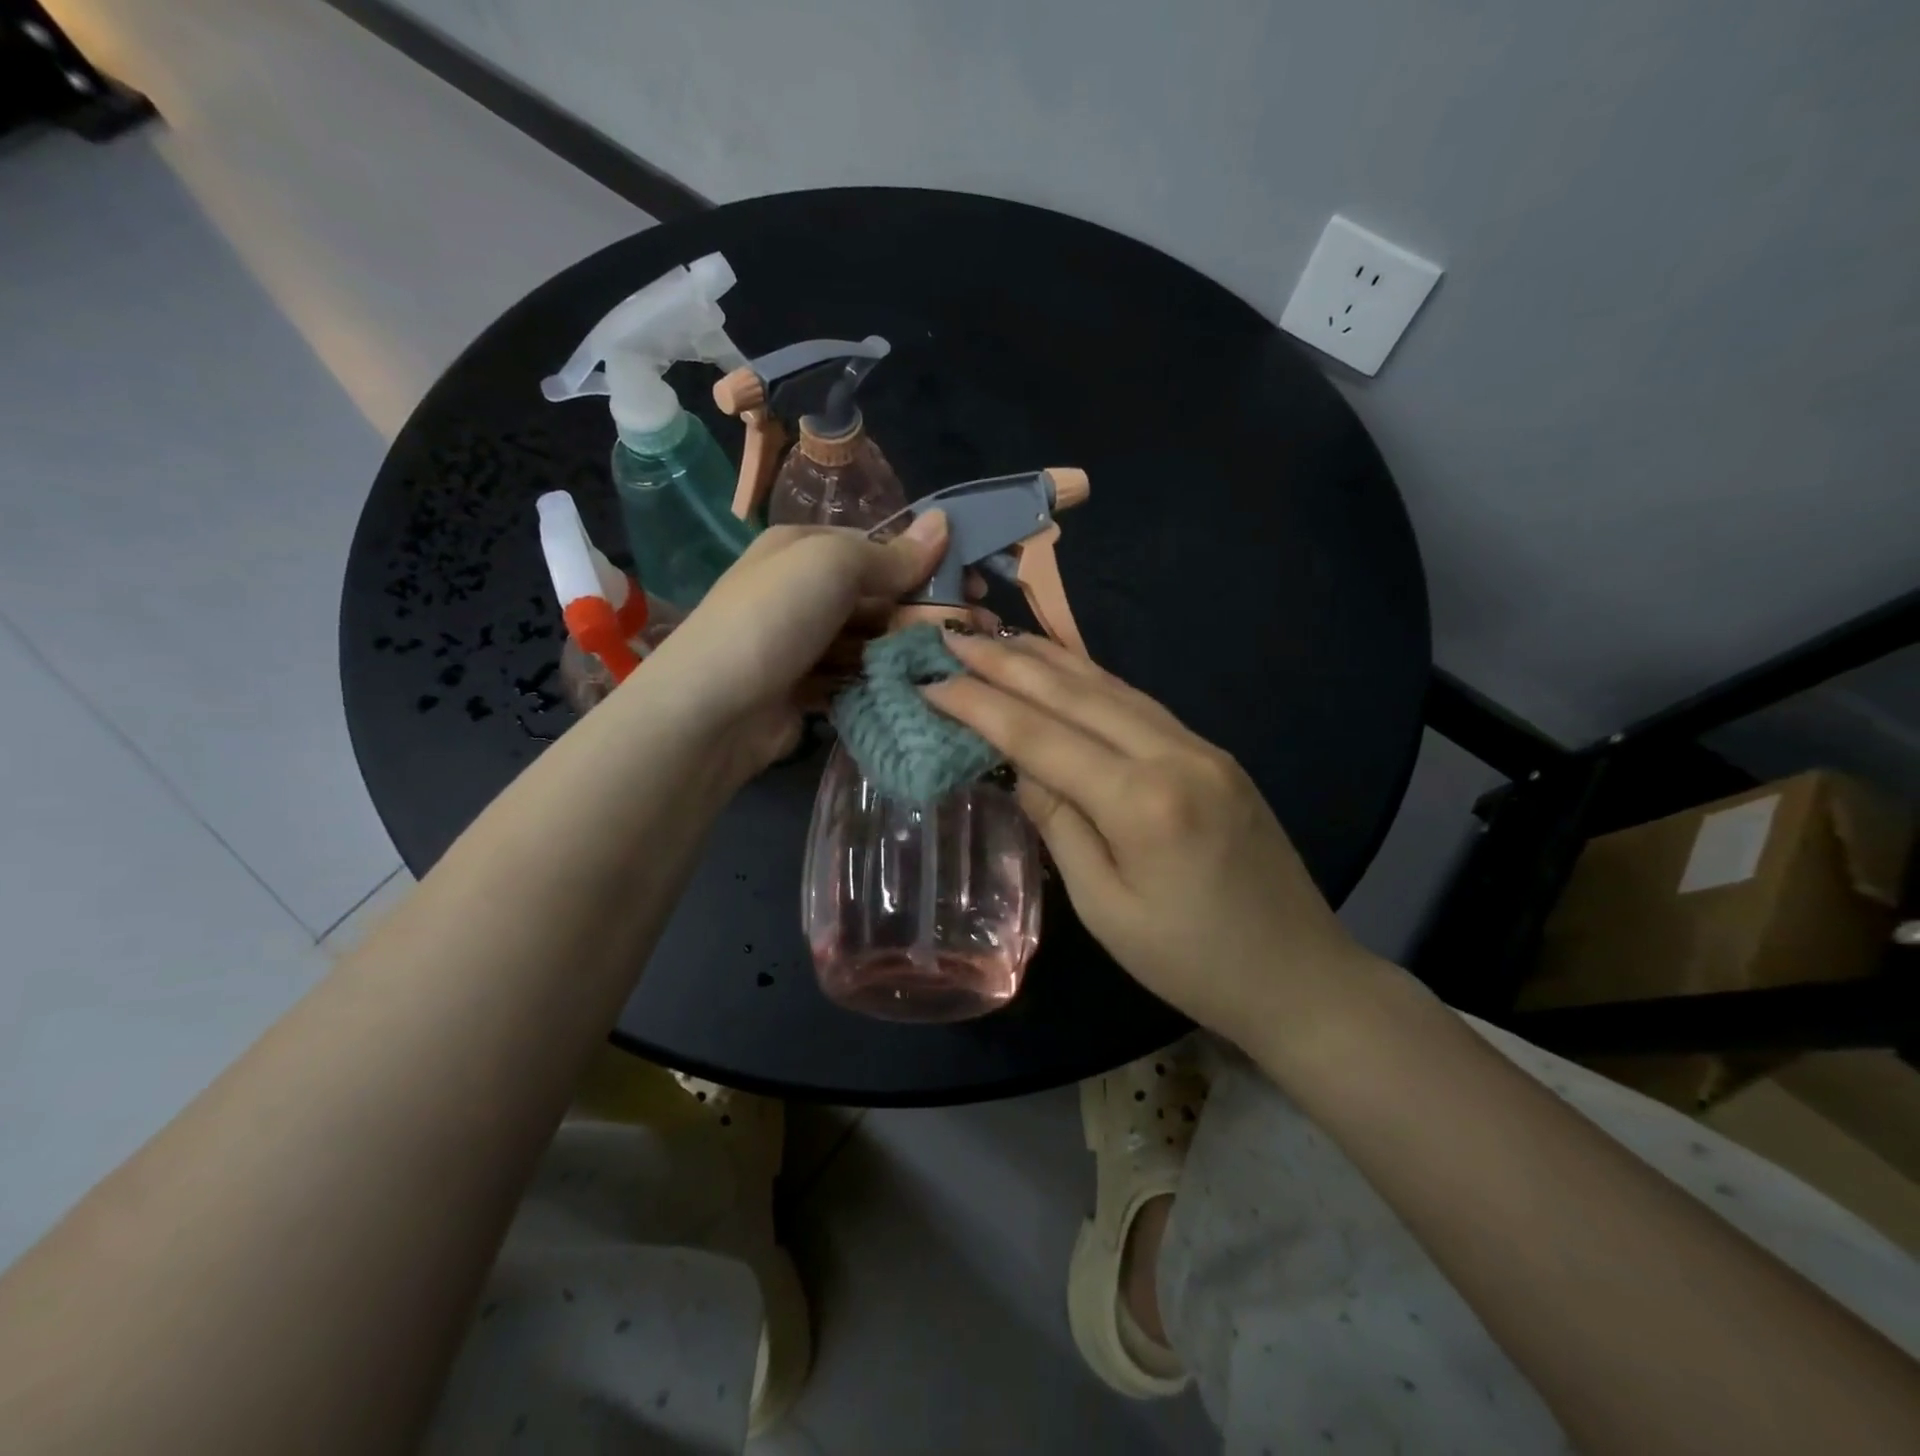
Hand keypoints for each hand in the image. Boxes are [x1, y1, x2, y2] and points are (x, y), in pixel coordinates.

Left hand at [631, 514, 949, 773]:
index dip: (927, 563)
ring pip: (871, 641)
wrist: (712, 709)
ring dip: (910, 650)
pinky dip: (883, 683)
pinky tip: (919, 690)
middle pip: (878, 596)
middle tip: (978, 630)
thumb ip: (891, 554)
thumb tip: (944, 522)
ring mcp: (803, 644)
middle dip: (925, 611)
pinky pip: (855, 679)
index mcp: (805, 548)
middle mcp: (803, 591)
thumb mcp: (833, 566)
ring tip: (957, 663)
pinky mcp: (806, 690)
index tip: (973, 583)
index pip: (877, 548)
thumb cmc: (774, 618)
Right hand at [925, 631, 1380, 1051]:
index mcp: (1142, 802)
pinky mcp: (1213, 753)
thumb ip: (1060, 825)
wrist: (1300, 975)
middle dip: (1008, 662)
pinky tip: (1065, 669)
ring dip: (1048, 659)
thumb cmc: (1191, 963)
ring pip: (1110, 686)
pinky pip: (1138, 703)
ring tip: (999, 637)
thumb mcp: (1105, 908)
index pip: (1041, 737)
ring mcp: (1201, 747)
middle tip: (954, 637)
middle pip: (1074, 694)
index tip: (932, 681)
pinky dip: (1090, 680)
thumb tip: (1023, 765)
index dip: (981, 706)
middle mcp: (1173, 754)